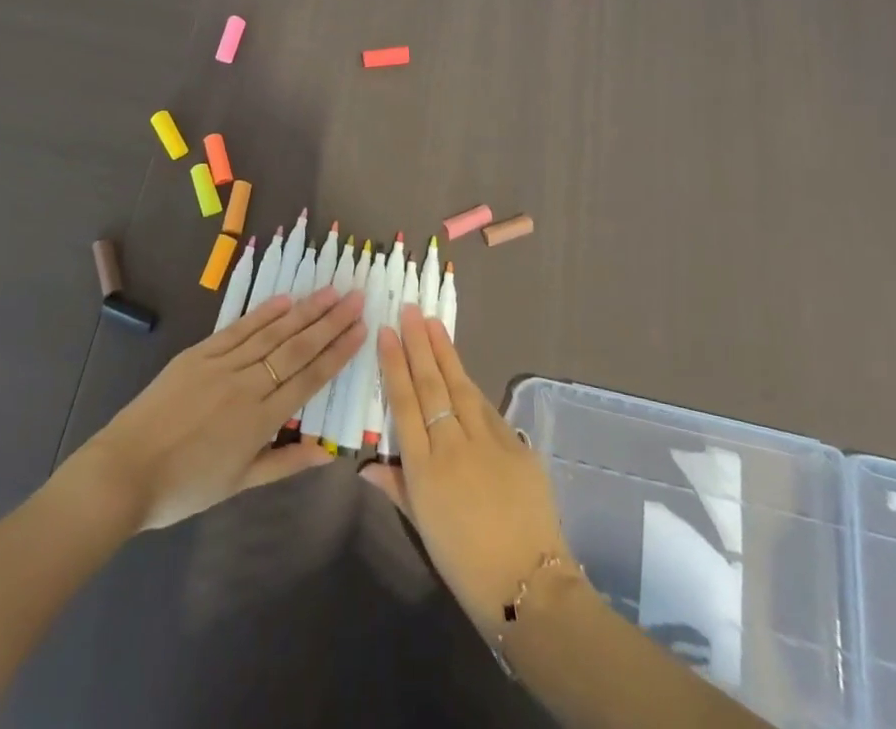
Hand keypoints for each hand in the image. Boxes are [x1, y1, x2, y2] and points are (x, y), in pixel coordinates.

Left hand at [70, 285, 365, 531]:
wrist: (124, 471)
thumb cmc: (183, 487)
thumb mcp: (238, 484)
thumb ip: (284, 463)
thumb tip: (326, 451)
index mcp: (261, 420)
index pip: (310, 378)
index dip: (338, 352)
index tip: (361, 329)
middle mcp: (248, 384)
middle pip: (297, 347)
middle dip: (330, 321)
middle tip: (356, 296)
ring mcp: (222, 364)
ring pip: (272, 332)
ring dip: (304, 310)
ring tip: (330, 290)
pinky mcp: (199, 353)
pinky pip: (238, 329)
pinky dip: (263, 313)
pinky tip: (284, 300)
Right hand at [359, 304, 573, 632]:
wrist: (529, 585)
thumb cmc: (465, 564)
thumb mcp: (423, 528)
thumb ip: (396, 488)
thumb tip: (366, 465)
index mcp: (425, 468)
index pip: (405, 403)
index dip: (395, 365)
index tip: (387, 332)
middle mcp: (453, 445)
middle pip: (432, 384)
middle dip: (419, 344)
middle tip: (410, 309)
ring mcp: (488, 440)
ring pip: (461, 386)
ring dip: (445, 352)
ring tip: (433, 323)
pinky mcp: (516, 444)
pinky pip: (488, 408)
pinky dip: (472, 385)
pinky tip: (462, 369)